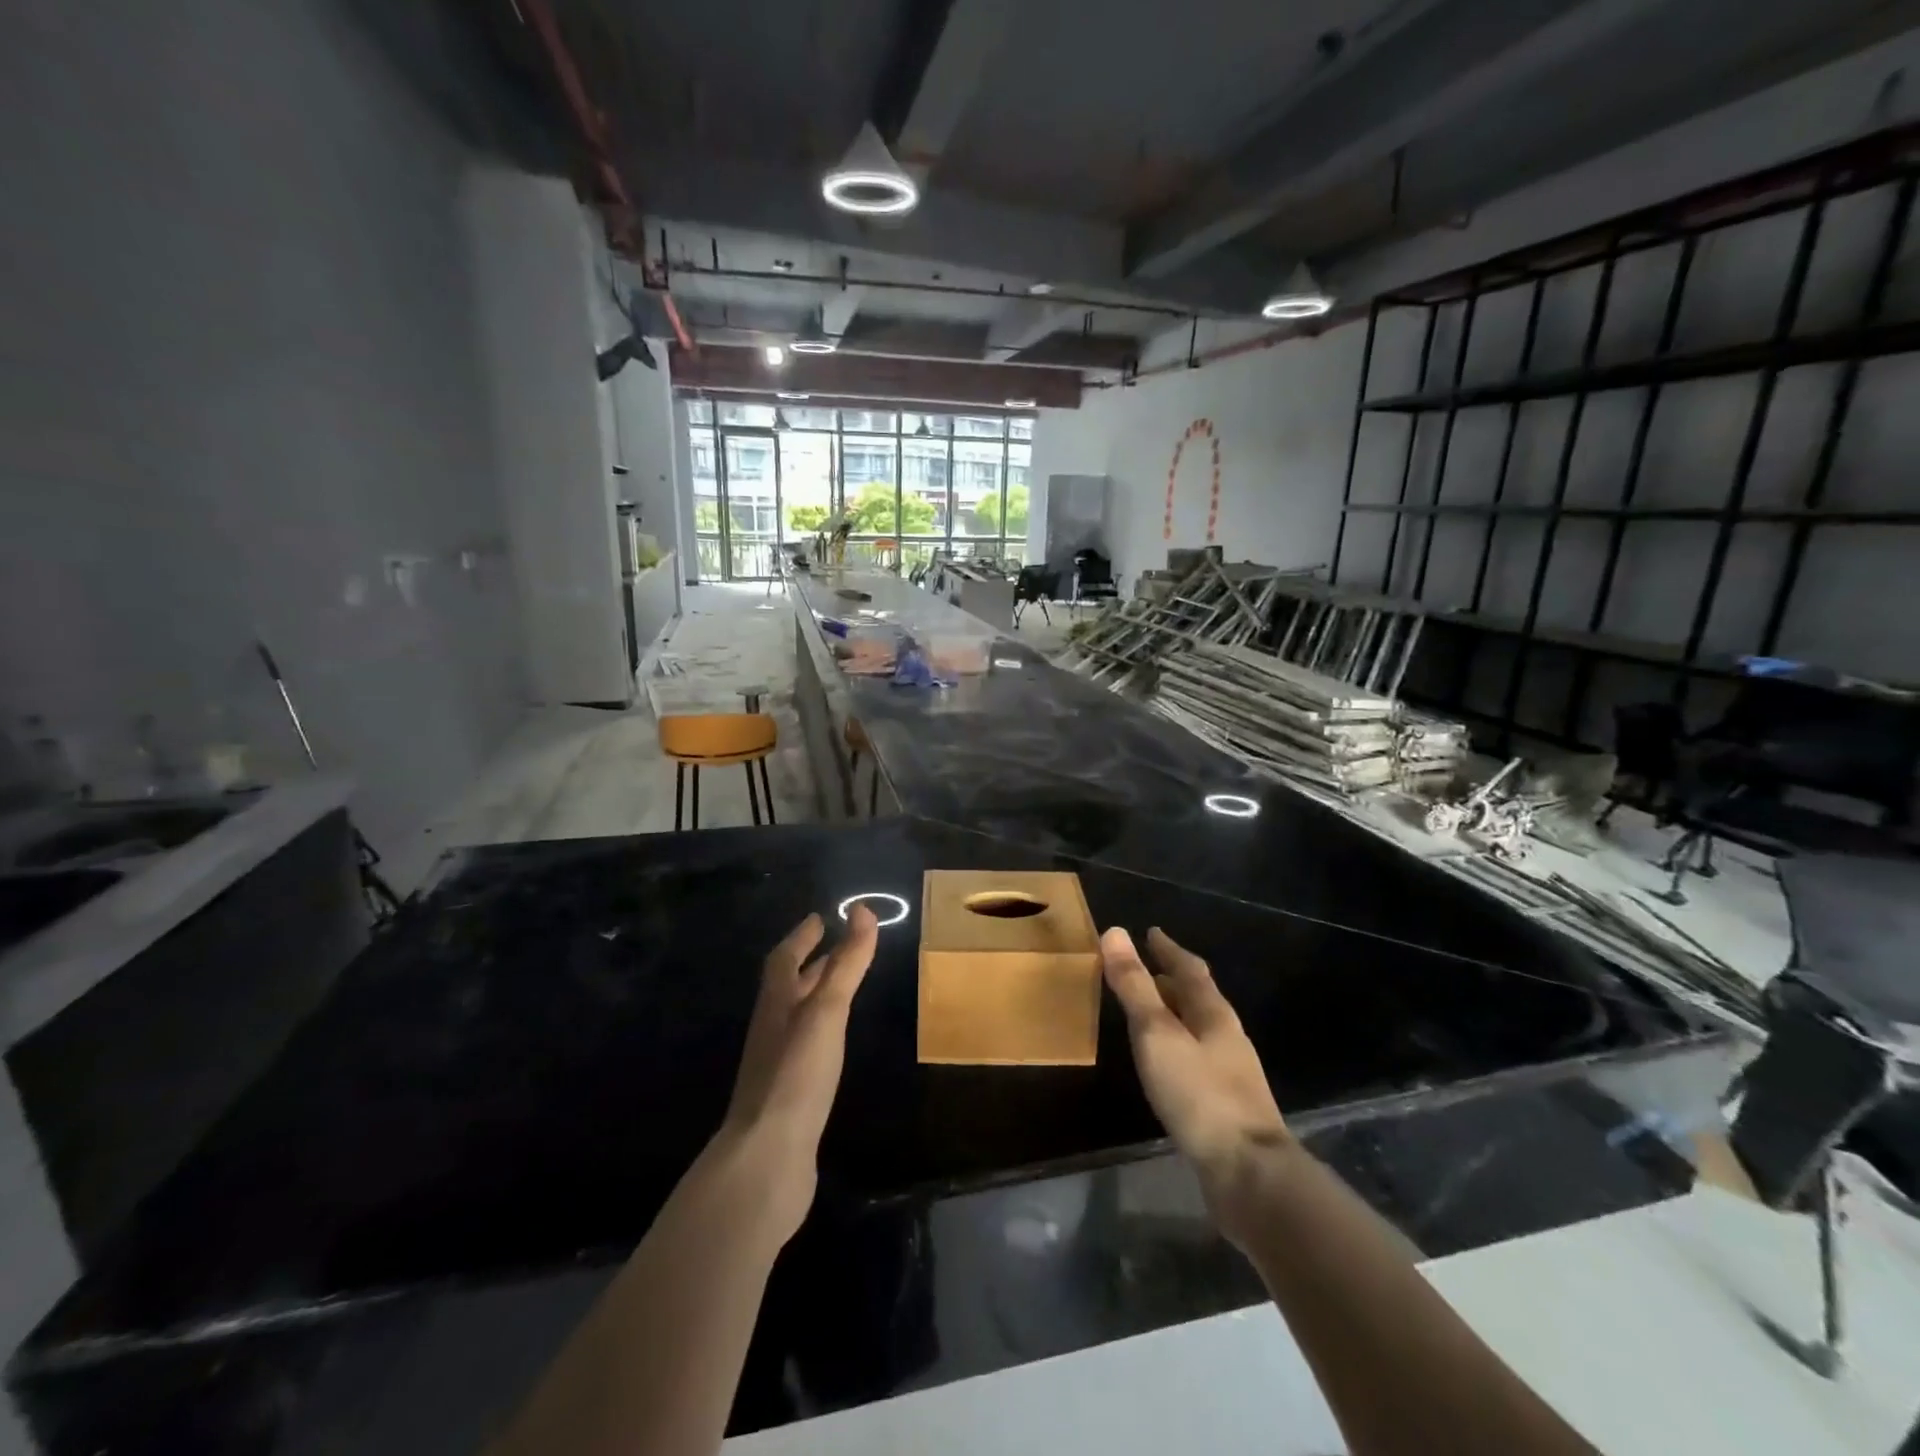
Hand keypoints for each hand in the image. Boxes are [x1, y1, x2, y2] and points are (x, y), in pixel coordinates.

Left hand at [716, 906, 878, 1241]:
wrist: (767, 1159)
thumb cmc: (796, 1075)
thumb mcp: (826, 1012)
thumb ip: (846, 964)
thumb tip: (862, 911)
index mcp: (776, 1004)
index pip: (784, 958)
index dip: (802, 936)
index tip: (820, 917)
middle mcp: (772, 1029)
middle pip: (789, 986)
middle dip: (812, 962)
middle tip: (838, 945)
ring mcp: (777, 1064)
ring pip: (797, 1017)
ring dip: (816, 995)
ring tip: (841, 988)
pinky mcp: (788, 1095)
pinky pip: (805, 1048)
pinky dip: (821, 1032)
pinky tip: (834, 1043)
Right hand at [1101, 927, 1293, 1243]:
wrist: (1249, 1175)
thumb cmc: (1199, 1095)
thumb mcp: (1157, 1034)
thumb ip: (1135, 986)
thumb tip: (1115, 932)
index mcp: (1214, 1014)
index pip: (1190, 969)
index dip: (1168, 949)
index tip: (1151, 932)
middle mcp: (1227, 1038)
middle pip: (1198, 998)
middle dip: (1172, 981)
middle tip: (1144, 969)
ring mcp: (1230, 1074)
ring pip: (1198, 1030)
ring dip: (1175, 1015)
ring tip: (1149, 1012)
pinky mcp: (1226, 1106)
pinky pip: (1196, 1060)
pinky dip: (1177, 1047)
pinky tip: (1165, 1064)